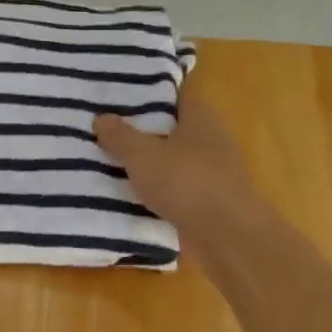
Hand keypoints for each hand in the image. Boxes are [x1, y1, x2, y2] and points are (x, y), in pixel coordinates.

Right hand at [94, 98, 269, 262]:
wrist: (229, 236)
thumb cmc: (186, 182)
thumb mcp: (142, 155)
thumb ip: (120, 136)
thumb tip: (101, 117)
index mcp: (201, 117)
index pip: (175, 96)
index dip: (150, 95)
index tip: (120, 99)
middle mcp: (213, 139)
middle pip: (174, 128)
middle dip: (145, 131)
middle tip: (110, 132)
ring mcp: (216, 172)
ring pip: (176, 160)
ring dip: (153, 163)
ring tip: (115, 164)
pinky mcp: (213, 201)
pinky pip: (180, 188)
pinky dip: (162, 190)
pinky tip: (136, 196)